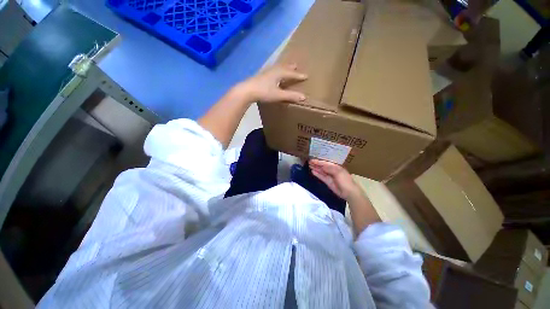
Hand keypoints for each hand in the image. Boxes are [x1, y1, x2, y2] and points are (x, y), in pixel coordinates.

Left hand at [239, 64, 307, 103]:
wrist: (247, 91)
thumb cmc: (264, 92)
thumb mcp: (278, 95)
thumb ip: (290, 96)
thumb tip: (304, 97)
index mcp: (279, 73)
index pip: (291, 73)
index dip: (299, 75)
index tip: (306, 76)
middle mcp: (273, 70)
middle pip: (284, 67)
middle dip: (290, 67)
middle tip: (296, 65)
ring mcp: (266, 73)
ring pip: (277, 68)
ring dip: (283, 67)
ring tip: (286, 68)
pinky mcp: (260, 77)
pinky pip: (271, 72)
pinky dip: (276, 72)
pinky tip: (273, 76)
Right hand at [309, 159, 362, 200]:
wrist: (349, 192)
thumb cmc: (345, 180)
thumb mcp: (338, 172)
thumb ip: (329, 168)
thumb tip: (322, 166)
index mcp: (336, 166)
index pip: (325, 162)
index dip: (319, 161)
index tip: (312, 160)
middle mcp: (332, 170)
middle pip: (323, 166)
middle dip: (316, 164)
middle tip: (309, 162)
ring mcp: (329, 176)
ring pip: (321, 171)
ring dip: (315, 168)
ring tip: (309, 165)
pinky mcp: (328, 182)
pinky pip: (321, 177)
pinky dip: (317, 174)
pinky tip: (312, 171)